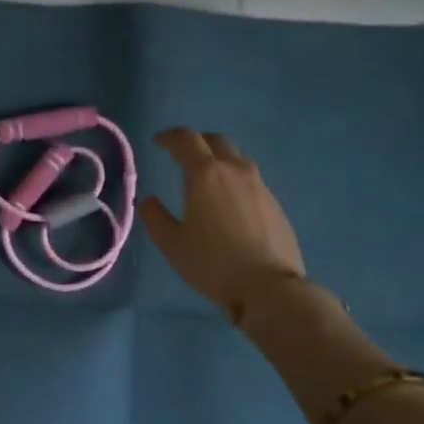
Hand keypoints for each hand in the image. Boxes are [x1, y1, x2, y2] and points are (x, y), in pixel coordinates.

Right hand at [141, 128, 306, 324]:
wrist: (269, 287)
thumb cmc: (213, 263)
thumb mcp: (172, 243)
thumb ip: (155, 217)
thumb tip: (149, 200)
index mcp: (205, 174)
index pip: (186, 139)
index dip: (169, 136)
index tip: (158, 141)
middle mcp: (234, 171)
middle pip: (216, 141)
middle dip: (197, 141)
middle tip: (183, 153)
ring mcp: (259, 186)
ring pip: (237, 158)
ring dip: (219, 158)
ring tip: (208, 176)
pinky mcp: (275, 203)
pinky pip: (251, 179)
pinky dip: (235, 179)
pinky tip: (230, 201)